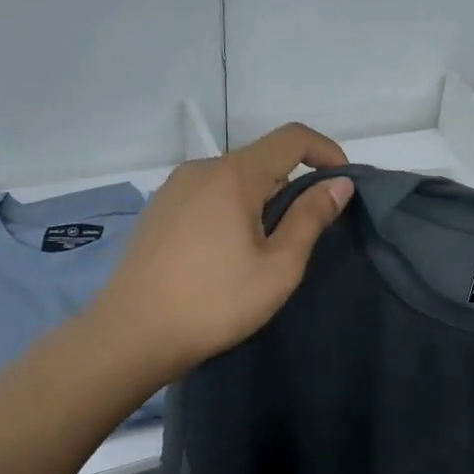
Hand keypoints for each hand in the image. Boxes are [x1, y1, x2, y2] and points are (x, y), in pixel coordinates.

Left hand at [95, 124, 353, 381]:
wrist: (130, 336)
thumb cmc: (215, 302)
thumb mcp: (279, 266)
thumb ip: (311, 218)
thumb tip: (339, 184)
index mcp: (234, 175)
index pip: (292, 138)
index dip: (326, 151)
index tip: (342, 184)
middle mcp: (201, 169)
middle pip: (263, 160)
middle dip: (293, 186)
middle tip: (304, 236)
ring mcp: (173, 188)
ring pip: (234, 180)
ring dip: (262, 201)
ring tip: (264, 251)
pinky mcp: (158, 210)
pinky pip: (209, 195)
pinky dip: (232, 210)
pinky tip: (227, 254)